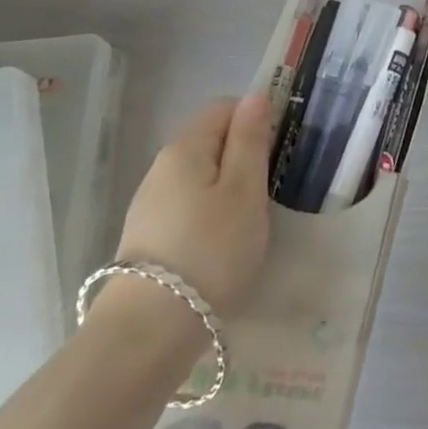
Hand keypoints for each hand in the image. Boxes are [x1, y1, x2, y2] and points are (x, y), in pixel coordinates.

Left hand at [115, 95, 272, 316]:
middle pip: (210, 141)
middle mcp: (161, 168)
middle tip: (270, 189)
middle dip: (243, 156)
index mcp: (185, 147)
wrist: (149, 332)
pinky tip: (222, 244)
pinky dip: (210, 214)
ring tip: (250, 220)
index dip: (255, 118)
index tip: (279, 149)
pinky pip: (188, 207)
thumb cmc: (211, 250)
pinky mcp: (147, 238)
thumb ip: (250, 140)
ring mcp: (150, 204)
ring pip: (200, 177)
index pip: (223, 107)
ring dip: (228, 188)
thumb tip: (256, 96)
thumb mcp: (245, 191)